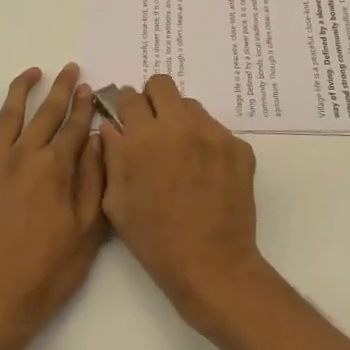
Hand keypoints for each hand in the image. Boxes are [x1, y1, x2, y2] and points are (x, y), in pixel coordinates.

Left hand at [0, 64, 105, 348]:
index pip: (74, 127)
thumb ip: (93, 179)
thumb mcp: (87, 230)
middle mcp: (23, 157)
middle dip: (59, 89)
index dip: (83, 105)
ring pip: (6, 118)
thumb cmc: (49, 271)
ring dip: (19, 92)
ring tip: (30, 73)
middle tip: (68, 68)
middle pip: (44, 114)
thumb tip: (98, 140)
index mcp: (55, 168)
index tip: (88, 87)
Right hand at [98, 74, 264, 332]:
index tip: (128, 118)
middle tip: (153, 126)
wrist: (211, 264)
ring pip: (191, 106)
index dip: (126, 106)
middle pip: (163, 85)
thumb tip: (110, 126)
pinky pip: (216, 131)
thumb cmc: (155, 239)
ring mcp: (214, 134)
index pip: (130, 96)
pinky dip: (206, 143)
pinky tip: (205, 173)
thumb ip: (111, 156)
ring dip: (181, 120)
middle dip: (153, 99)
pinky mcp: (239, 147)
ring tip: (181, 153)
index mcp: (144, 138)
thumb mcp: (116, 202)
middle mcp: (179, 126)